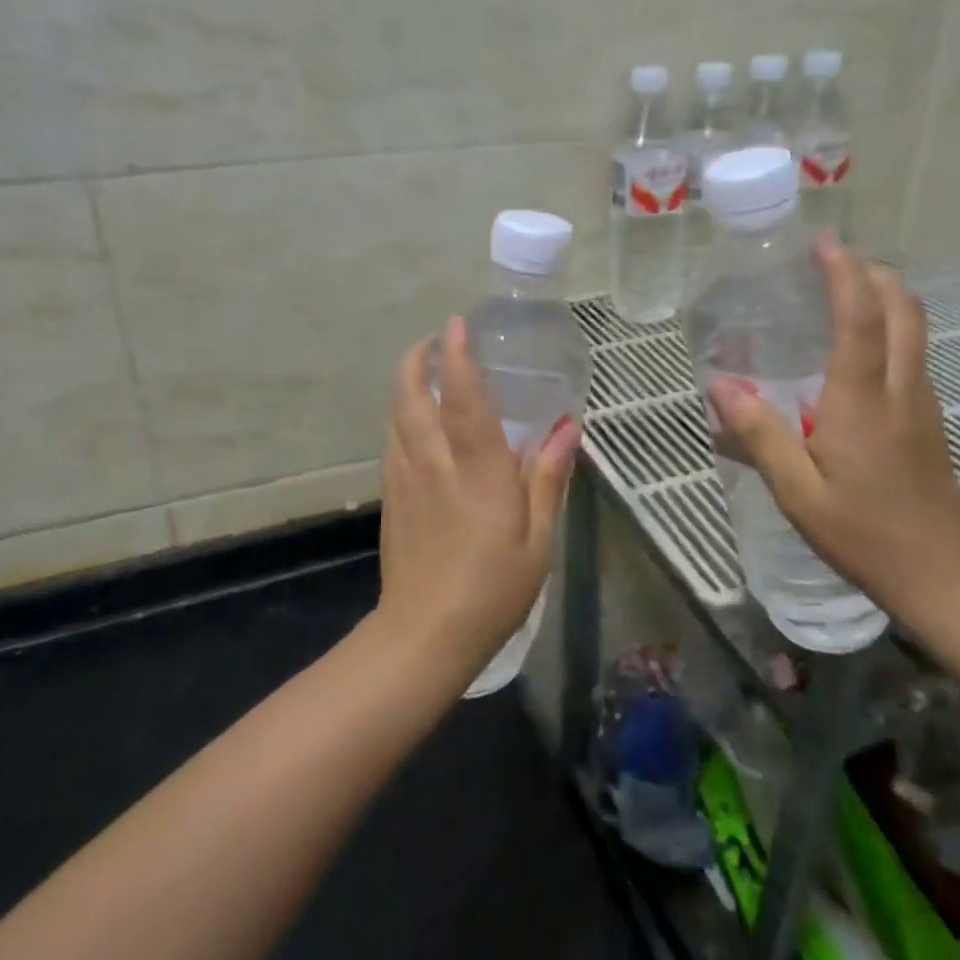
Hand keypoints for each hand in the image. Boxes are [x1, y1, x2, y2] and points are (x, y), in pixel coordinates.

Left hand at [377, 317, 579, 681]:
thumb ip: (549, 478)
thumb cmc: (493, 589)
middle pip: (412, 396)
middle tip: (435, 341)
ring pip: (396, 415)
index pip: (464, 399)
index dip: (459, 357)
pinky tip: (416, 422)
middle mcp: (434, 463)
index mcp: (478, 471)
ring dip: (406, 384)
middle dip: (418, 360)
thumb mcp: (538, 539)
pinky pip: (393, 441)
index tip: (458, 324)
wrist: (425, 635)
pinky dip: (402, 416)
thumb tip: (567, 428)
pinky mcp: (391, 498)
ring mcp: (405, 479)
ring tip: (425, 370)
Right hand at [707, 237, 959, 616]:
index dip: (844, 273)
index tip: (824, 241)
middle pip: (904, 310)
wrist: (945, 577)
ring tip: (844, 292)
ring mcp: (922, 404)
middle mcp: (900, 389)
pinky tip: (858, 351)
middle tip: (835, 260)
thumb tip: (720, 385)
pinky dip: (891, 329)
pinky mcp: (928, 421)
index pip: (860, 318)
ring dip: (887, 297)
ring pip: (915, 330)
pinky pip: (912, 355)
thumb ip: (759, 435)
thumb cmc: (865, 534)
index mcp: (863, 401)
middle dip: (875, 273)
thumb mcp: (798, 493)